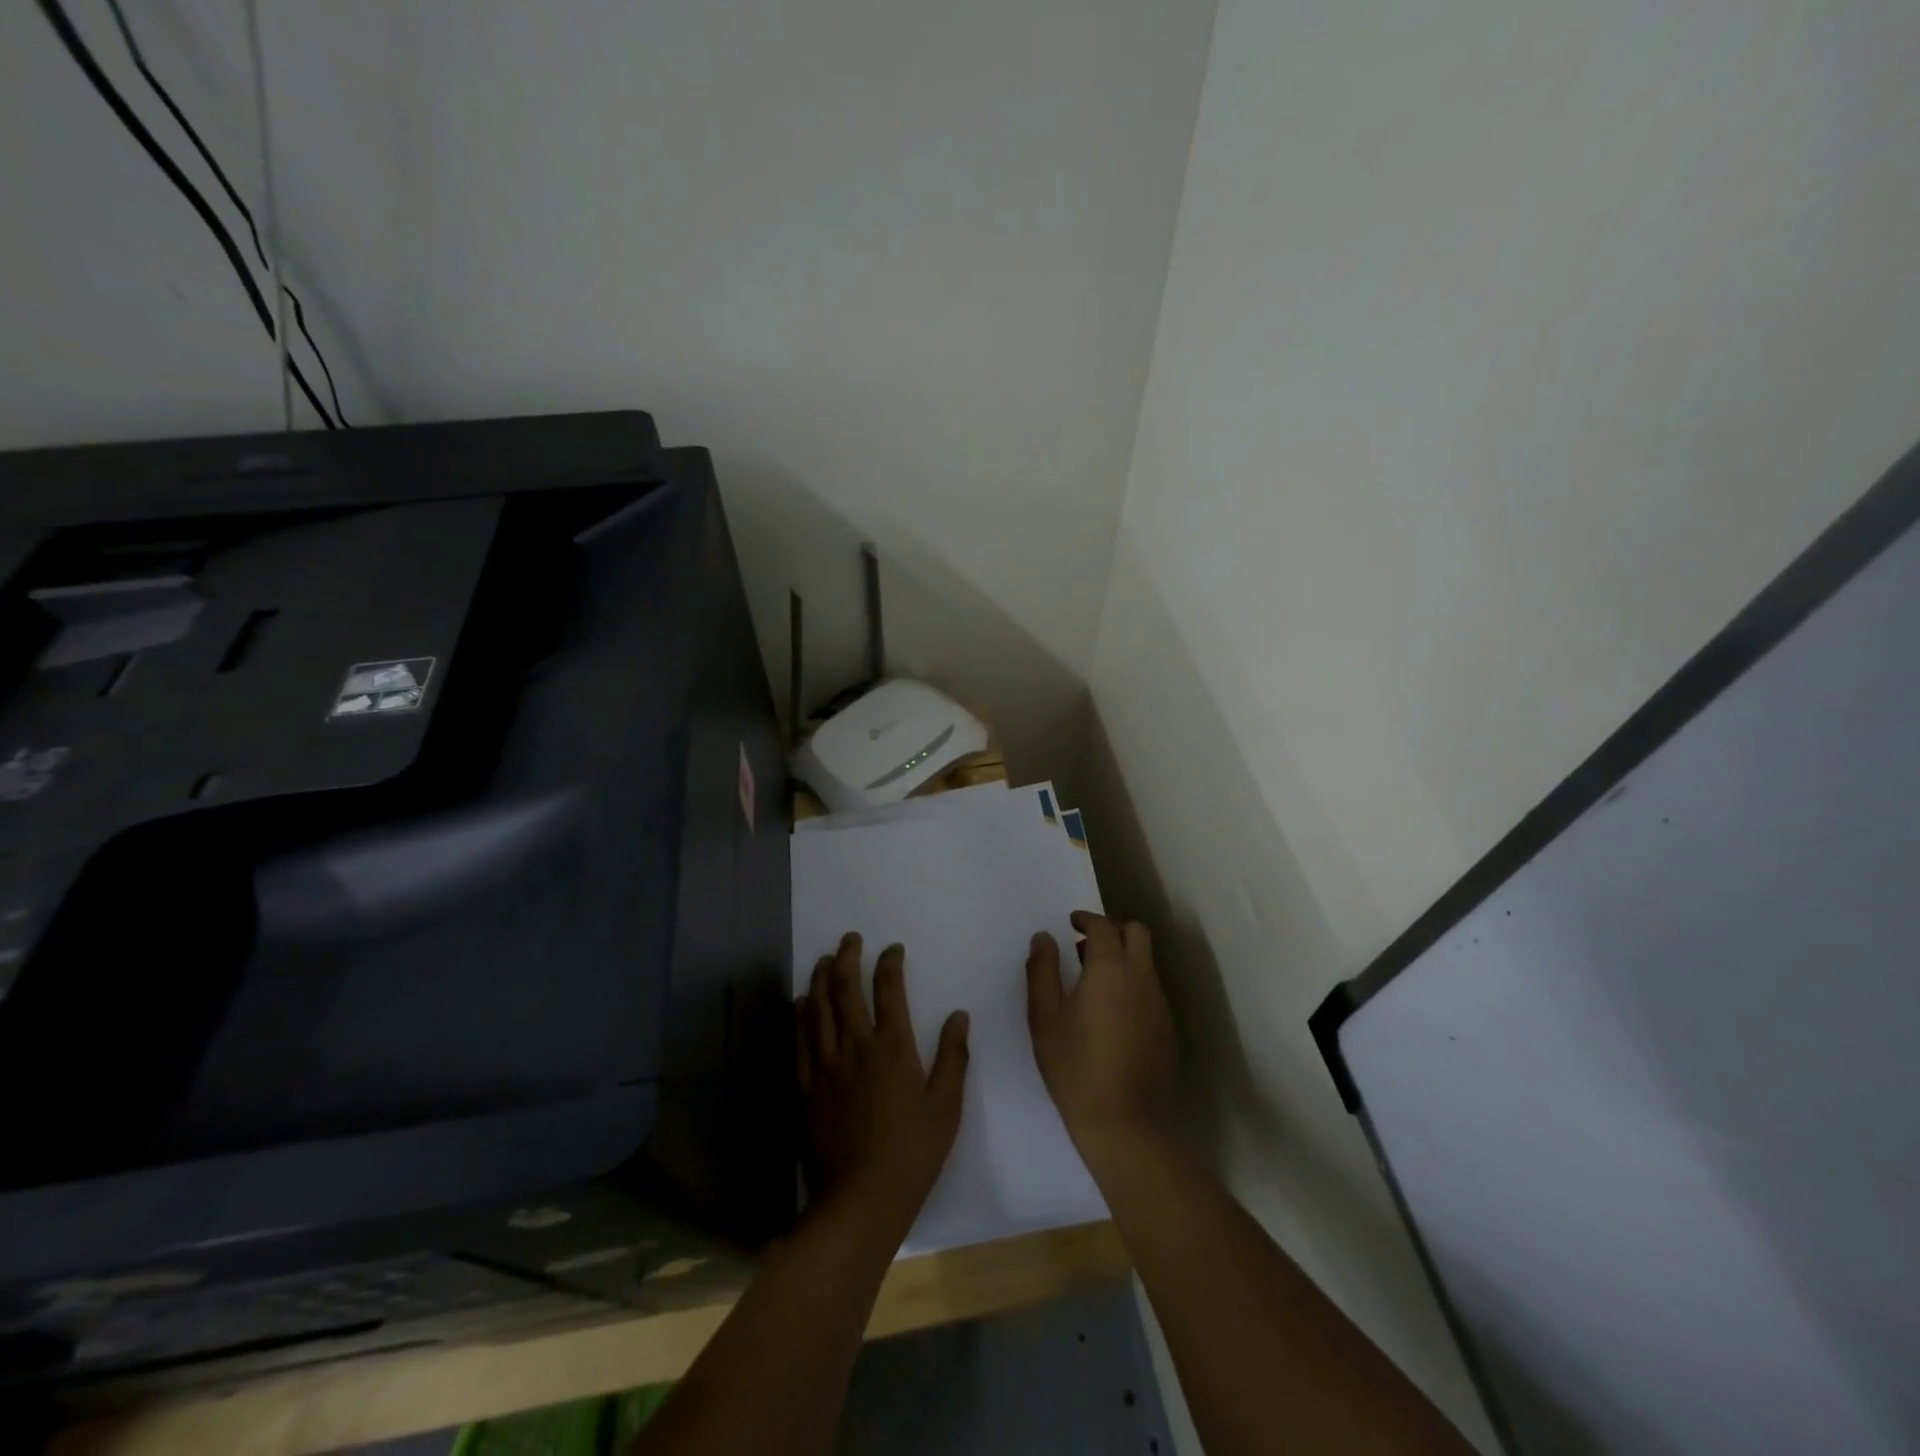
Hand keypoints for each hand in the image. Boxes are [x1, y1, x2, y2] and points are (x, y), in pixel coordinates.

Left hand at [798, 933, 969, 1231]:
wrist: (859, 1201)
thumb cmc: (911, 1154)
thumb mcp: (946, 1107)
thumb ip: (954, 1057)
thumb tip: (959, 1015)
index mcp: (892, 1048)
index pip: (889, 991)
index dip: (889, 964)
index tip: (892, 948)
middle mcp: (855, 1047)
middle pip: (845, 990)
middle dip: (847, 958)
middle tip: (849, 939)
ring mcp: (826, 1066)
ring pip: (818, 1009)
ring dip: (821, 979)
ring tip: (824, 959)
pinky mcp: (805, 1087)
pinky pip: (800, 1041)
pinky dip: (800, 1016)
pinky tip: (801, 1003)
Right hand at [1026, 912, 1176, 1152]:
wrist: (1125, 1123)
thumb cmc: (1075, 1066)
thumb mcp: (1045, 1017)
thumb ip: (1042, 970)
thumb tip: (1044, 937)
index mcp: (1110, 969)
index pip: (1103, 926)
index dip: (1086, 918)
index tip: (1070, 923)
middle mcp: (1141, 977)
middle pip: (1137, 933)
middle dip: (1112, 930)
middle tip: (1085, 945)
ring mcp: (1159, 1003)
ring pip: (1146, 962)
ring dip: (1124, 957)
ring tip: (1094, 981)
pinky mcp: (1167, 1028)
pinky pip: (1151, 989)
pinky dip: (1133, 984)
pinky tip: (1112, 1013)